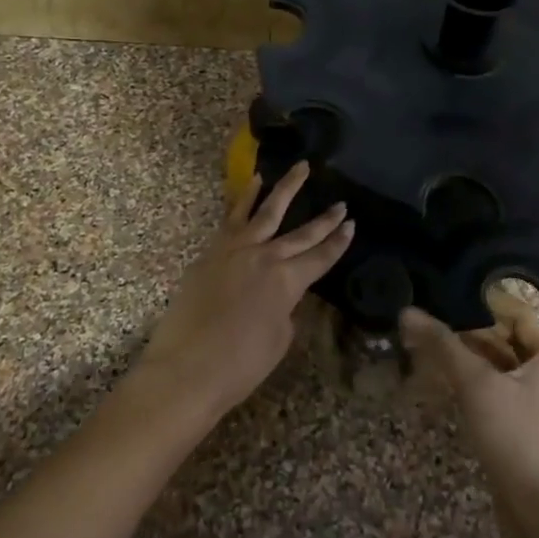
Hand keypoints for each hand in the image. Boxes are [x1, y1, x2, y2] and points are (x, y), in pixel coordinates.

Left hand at [134, 161, 353, 419]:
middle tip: (341, 203)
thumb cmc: (240, 365)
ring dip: (285, 189)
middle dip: (324, 219)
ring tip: (300, 168)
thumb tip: (281, 294)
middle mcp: (265, 256)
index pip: (321, 257)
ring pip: (266, 211)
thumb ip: (285, 308)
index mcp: (287, 281)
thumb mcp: (279, 339)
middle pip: (301, 233)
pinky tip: (253, 184)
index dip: (338, 242)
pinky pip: (232, 218)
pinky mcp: (211, 252)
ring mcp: (235, 250)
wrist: (186, 369)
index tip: (352, 224)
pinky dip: (245, 199)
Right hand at [403, 289, 538, 513]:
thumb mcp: (476, 384)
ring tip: (427, 346)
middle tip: (429, 320)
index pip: (517, 316)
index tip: (448, 294)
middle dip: (468, 332)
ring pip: (497, 368)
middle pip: (505, 341)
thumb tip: (408, 312)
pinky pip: (494, 393)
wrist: (538, 511)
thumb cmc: (516, 435)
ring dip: (466, 359)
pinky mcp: (521, 428)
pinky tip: (440, 381)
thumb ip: (442, 345)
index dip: (484, 304)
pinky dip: (470, 384)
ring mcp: (536, 404)